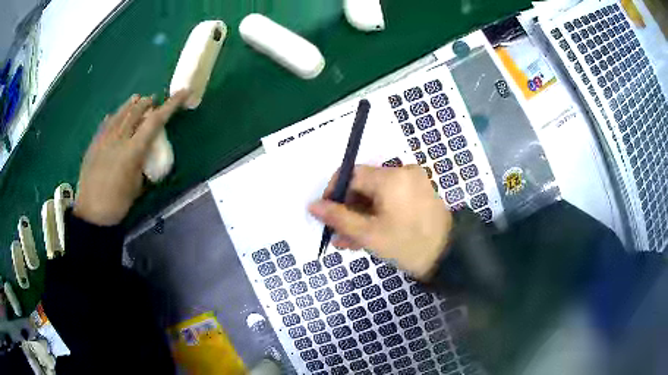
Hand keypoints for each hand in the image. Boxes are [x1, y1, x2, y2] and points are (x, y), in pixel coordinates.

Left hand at [74, 91, 187, 225]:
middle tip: (153, 100)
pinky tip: (115, 116)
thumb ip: (141, 162)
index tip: (182, 93)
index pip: (155, 121)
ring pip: (120, 114)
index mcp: (132, 150)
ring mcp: (104, 139)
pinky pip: (106, 124)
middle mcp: (118, 139)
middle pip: (136, 111)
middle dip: (147, 103)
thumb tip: (143, 151)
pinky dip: (114, 117)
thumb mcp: (137, 185)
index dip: (170, 105)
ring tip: (137, 99)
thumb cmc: (118, 204)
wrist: (92, 214)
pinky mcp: (94, 144)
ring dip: (130, 105)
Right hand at [309, 165, 452, 279]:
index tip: (326, 214)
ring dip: (361, 215)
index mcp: (391, 177)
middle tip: (337, 234)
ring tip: (349, 240)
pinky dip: (378, 213)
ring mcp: (413, 182)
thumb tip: (313, 205)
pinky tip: (367, 234)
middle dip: (348, 210)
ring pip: (376, 194)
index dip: (334, 192)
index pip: (350, 174)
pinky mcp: (419, 192)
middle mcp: (402, 172)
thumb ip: (339, 218)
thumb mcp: (369, 235)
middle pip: (363, 185)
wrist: (449, 256)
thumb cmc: (408, 245)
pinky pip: (390, 198)